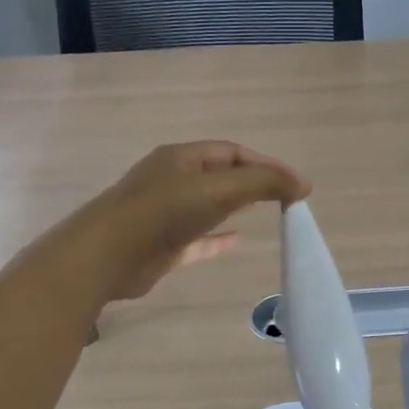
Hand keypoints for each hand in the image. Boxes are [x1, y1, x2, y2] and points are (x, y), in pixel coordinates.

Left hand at [84, 141, 310, 300]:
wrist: (106, 256)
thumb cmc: (164, 213)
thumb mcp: (220, 189)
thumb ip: (263, 183)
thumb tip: (302, 184)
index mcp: (182, 158)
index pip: (232, 152)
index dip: (266, 164)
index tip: (296, 184)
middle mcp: (172, 180)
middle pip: (220, 175)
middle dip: (252, 182)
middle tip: (284, 197)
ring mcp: (164, 213)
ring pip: (208, 205)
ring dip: (236, 207)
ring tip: (266, 213)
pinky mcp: (161, 245)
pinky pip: (197, 238)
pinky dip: (218, 238)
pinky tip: (236, 242)